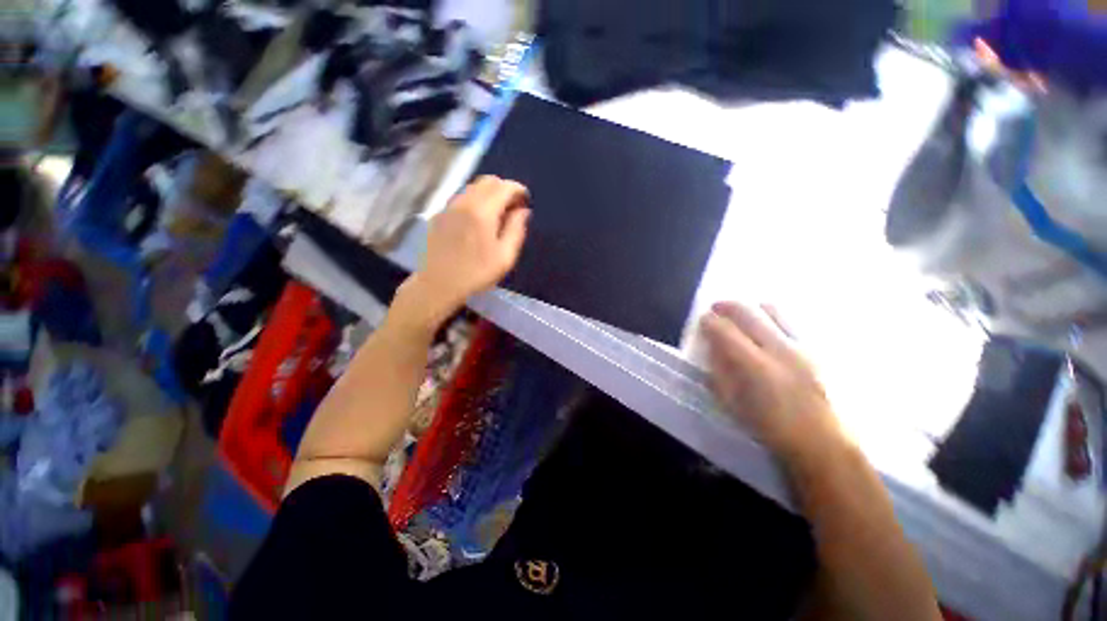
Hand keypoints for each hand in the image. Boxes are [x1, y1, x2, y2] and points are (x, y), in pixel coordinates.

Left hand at [404, 176, 530, 326]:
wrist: (438, 284)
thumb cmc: (476, 273)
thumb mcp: (505, 256)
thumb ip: (516, 230)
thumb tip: (523, 211)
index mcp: (482, 211)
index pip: (505, 187)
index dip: (519, 190)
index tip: (526, 202)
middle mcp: (464, 201)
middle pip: (488, 181)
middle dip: (505, 189)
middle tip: (513, 208)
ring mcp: (449, 206)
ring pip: (473, 186)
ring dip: (490, 193)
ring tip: (497, 213)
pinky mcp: (440, 214)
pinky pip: (462, 196)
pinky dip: (475, 199)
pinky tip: (478, 219)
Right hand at [700, 301, 842, 460]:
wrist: (824, 444)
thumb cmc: (772, 428)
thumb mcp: (733, 404)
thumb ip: (719, 372)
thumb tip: (711, 348)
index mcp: (757, 368)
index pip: (725, 331)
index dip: (709, 322)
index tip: (703, 321)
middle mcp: (782, 350)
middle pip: (748, 312)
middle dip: (726, 306)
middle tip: (716, 310)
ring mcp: (805, 347)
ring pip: (773, 310)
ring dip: (751, 309)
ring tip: (742, 316)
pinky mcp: (820, 349)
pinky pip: (791, 321)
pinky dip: (772, 318)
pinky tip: (767, 330)